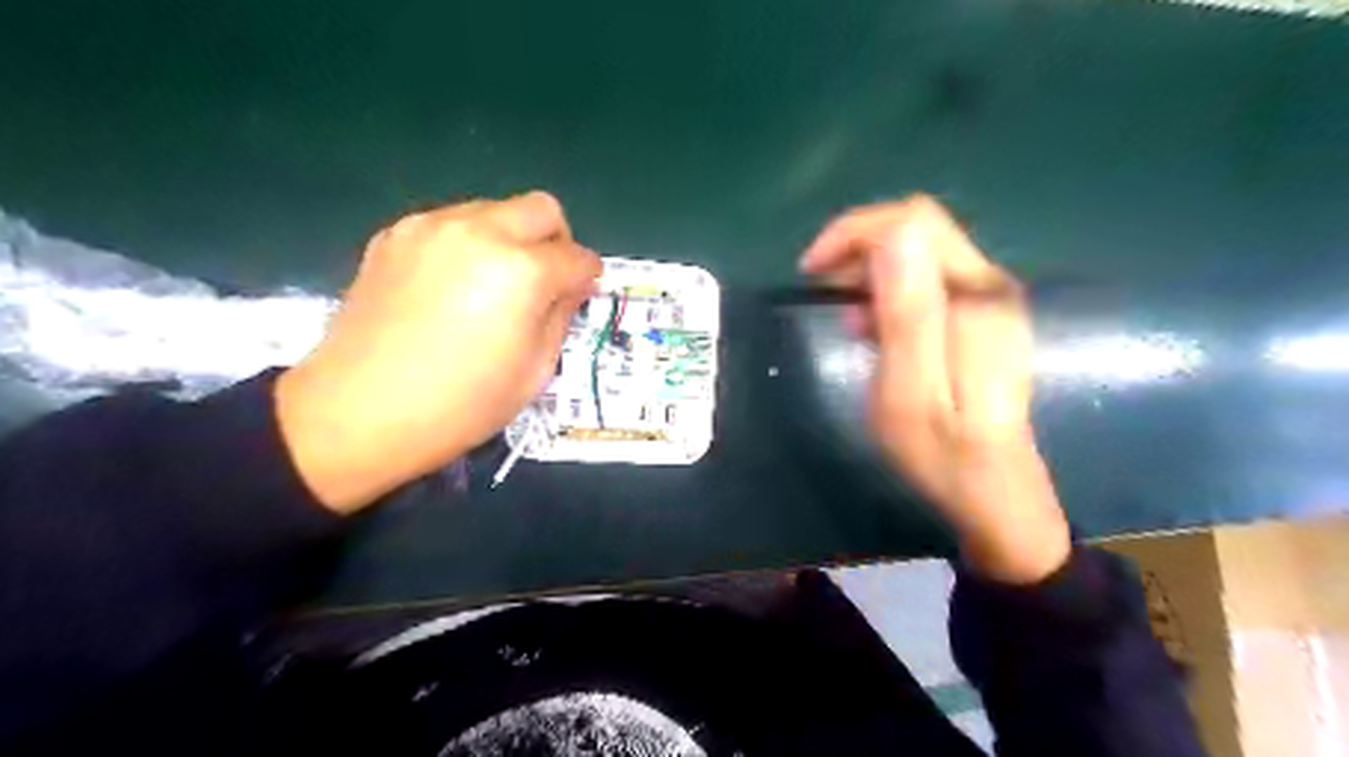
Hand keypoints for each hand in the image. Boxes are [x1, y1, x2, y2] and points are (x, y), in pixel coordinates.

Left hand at [275, 188, 595, 515]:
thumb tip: (569, 288)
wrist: (357, 413)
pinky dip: (468, 244)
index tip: (581, 296)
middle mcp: (480, 232)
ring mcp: (432, 227)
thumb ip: (560, 317)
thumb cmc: (461, 405)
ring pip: (495, 210)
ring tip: (494, 286)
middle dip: (556, 241)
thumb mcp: (535, 371)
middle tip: (546, 281)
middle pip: (541, 209)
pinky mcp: (395, 235)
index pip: (577, 258)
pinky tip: (452, 287)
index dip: (588, 278)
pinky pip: (452, 223)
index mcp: (522, 271)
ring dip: (511, 239)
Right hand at [800, 195, 1075, 586]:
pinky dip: (890, 291)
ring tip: (848, 321)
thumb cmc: (941, 453)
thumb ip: (906, 312)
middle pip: (918, 228)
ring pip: (921, 251)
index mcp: (974, 299)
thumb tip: (891, 235)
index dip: (854, 232)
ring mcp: (991, 299)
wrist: (994, 492)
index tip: (812, 272)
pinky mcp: (983, 316)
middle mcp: (990, 284)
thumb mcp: (908, 391)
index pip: (912, 221)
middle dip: (859, 249)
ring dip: (872, 271)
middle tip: (825, 294)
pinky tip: (875, 330)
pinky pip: (928, 279)